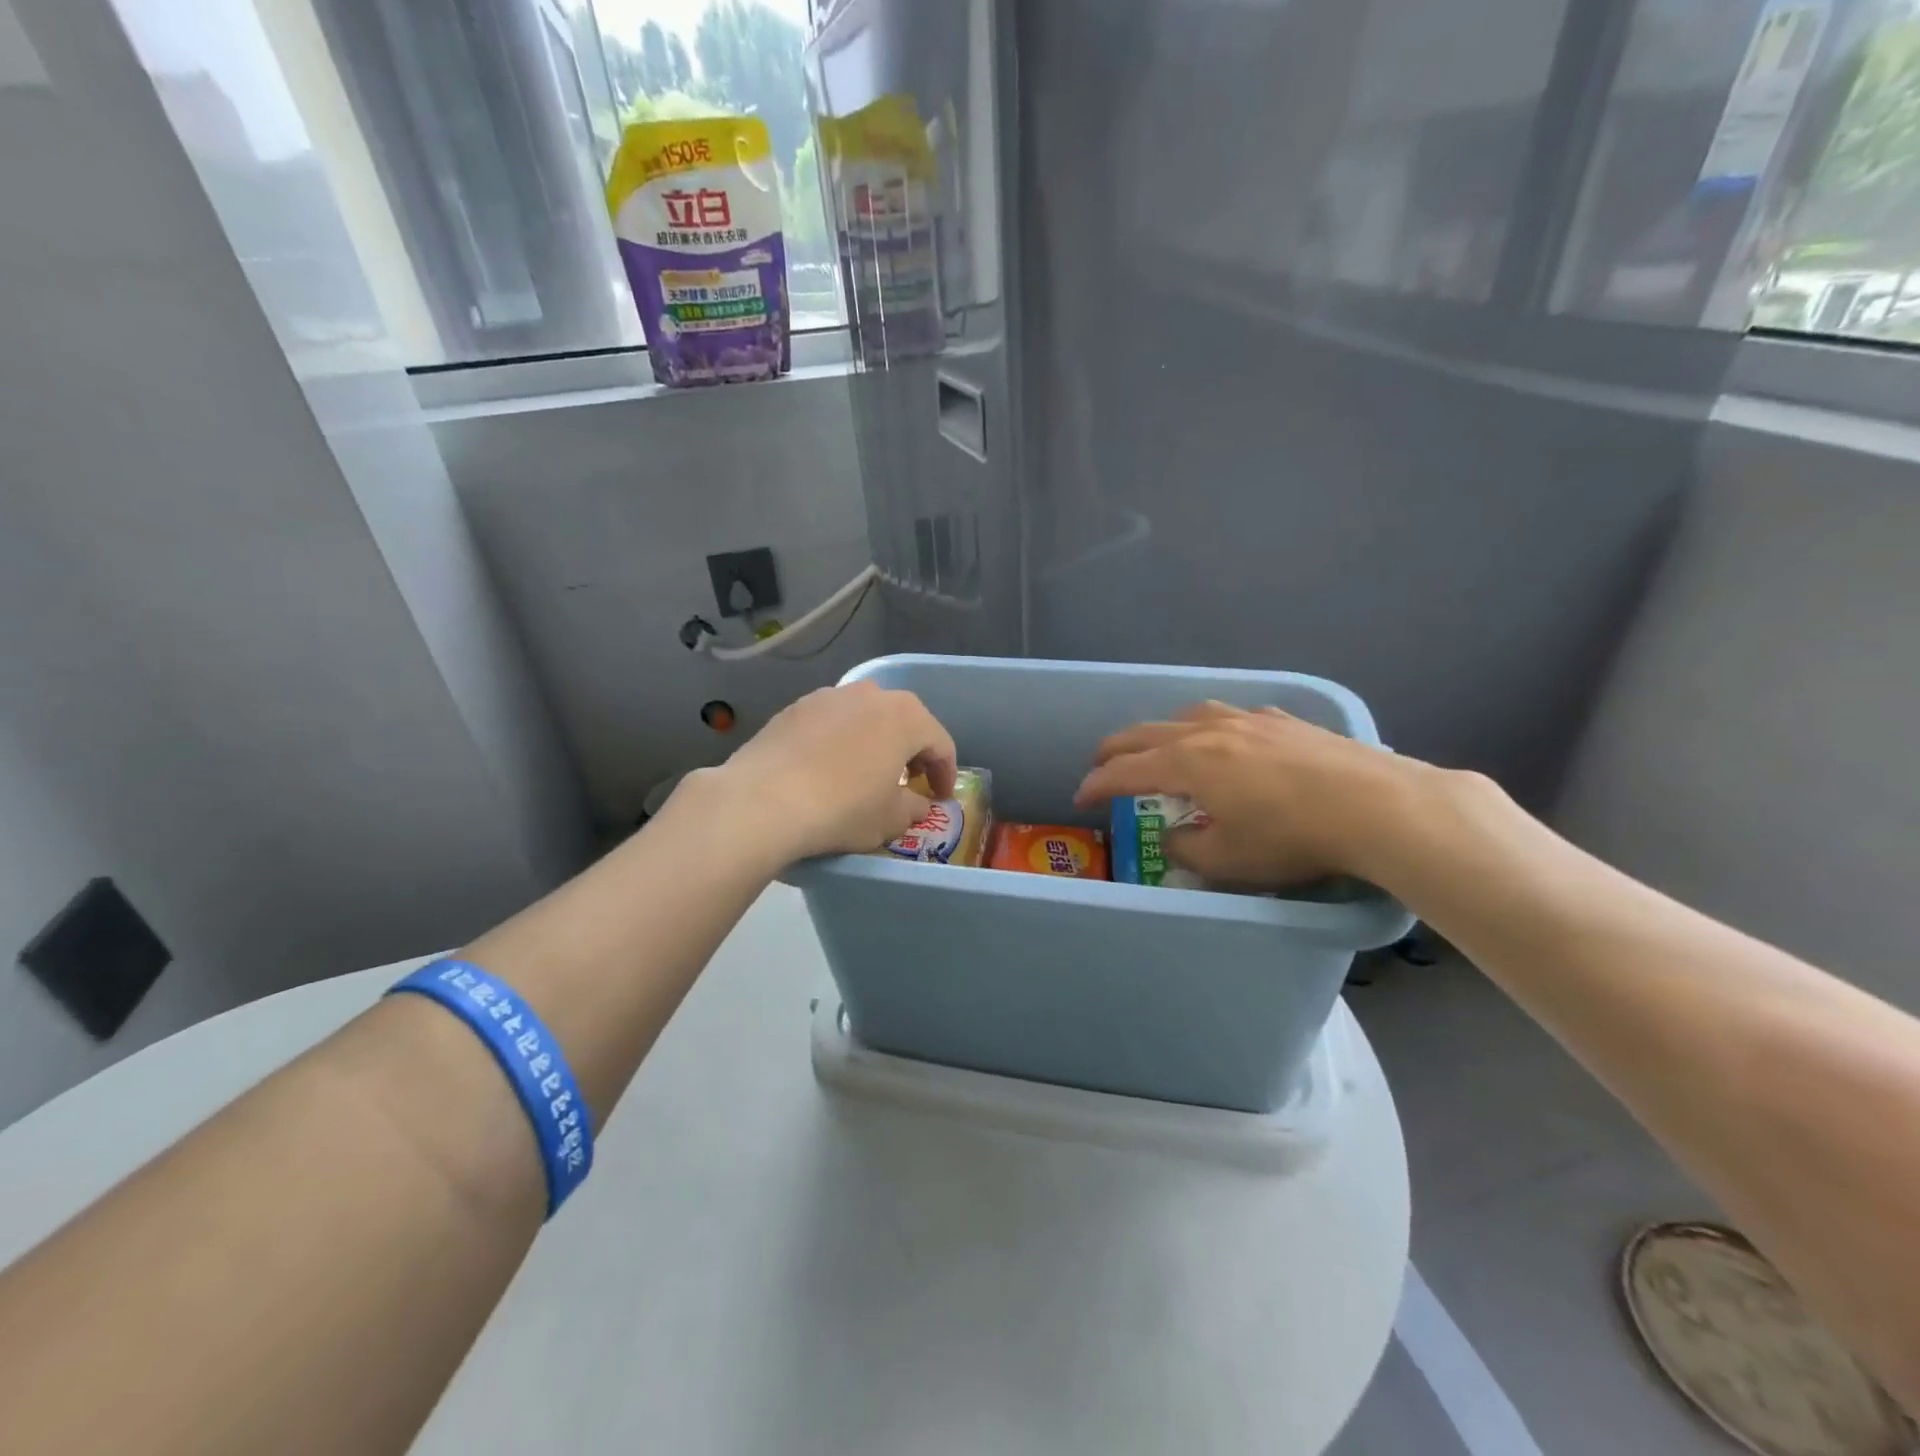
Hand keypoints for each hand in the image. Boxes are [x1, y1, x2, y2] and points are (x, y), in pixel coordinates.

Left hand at [709, 681, 957, 863]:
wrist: (762, 801)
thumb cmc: (842, 808)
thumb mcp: (889, 819)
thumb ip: (913, 808)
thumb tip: (916, 804)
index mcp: (906, 717)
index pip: (940, 743)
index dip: (945, 773)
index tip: (941, 797)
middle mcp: (870, 694)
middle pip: (903, 722)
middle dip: (911, 751)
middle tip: (910, 780)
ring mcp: (828, 696)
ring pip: (864, 717)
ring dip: (873, 741)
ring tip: (865, 772)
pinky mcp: (794, 708)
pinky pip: (830, 723)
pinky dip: (838, 742)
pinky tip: (826, 768)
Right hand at [1073, 701, 1416, 886]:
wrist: (1375, 805)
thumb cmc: (1291, 837)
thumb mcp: (1228, 858)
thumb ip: (1189, 846)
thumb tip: (1176, 835)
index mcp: (1187, 762)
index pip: (1126, 770)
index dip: (1098, 784)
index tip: (1080, 797)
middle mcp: (1210, 731)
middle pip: (1147, 733)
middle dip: (1117, 749)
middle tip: (1101, 764)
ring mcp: (1250, 720)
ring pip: (1189, 715)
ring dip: (1163, 731)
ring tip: (1162, 747)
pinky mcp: (1286, 721)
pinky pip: (1234, 716)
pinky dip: (1213, 728)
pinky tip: (1230, 740)